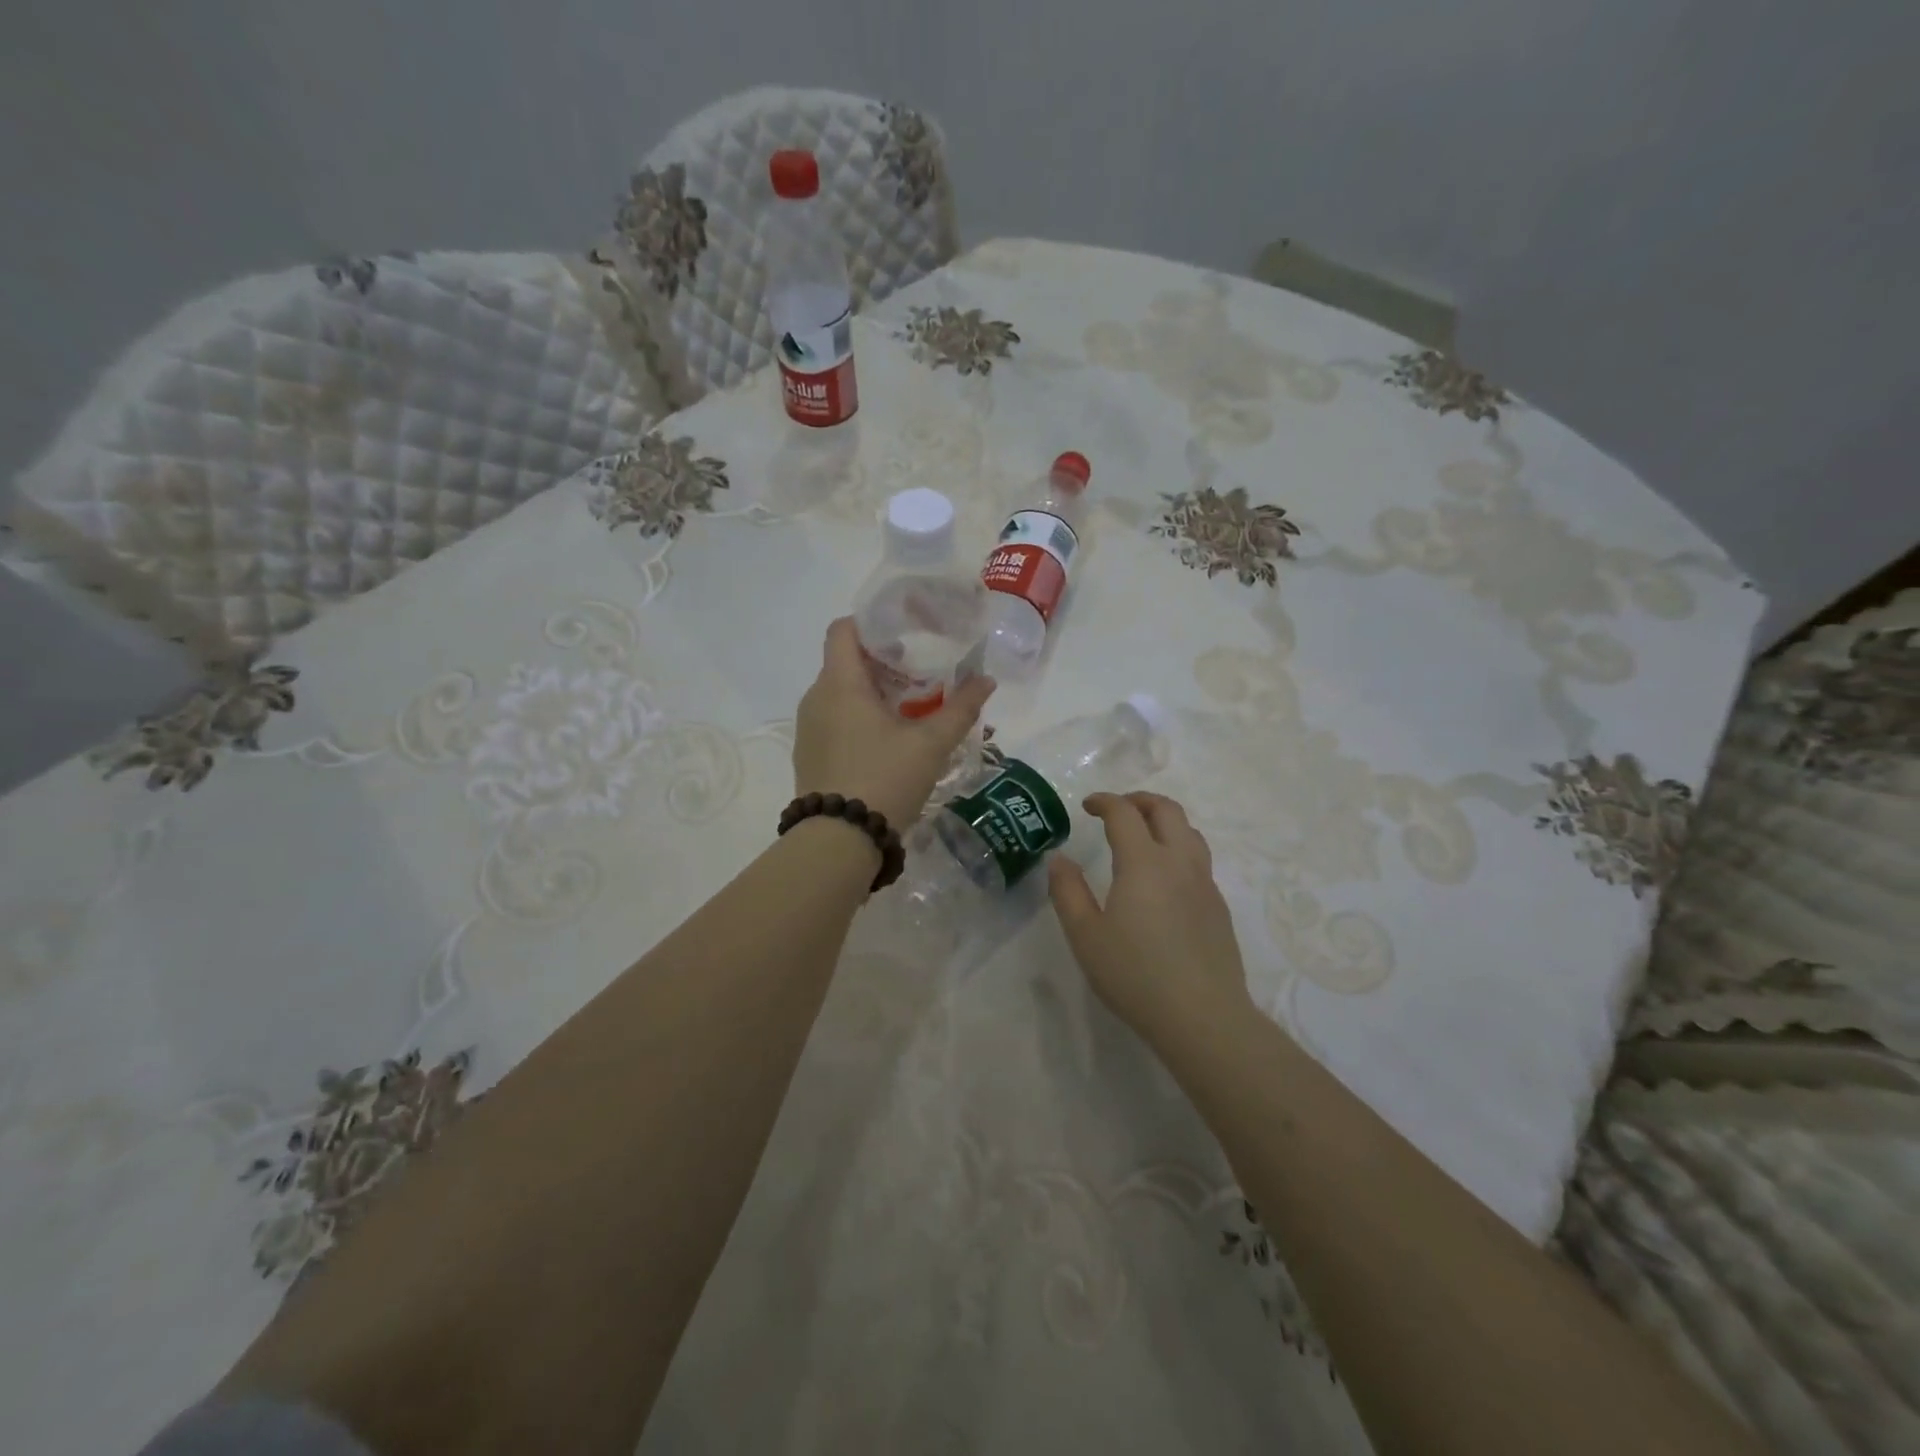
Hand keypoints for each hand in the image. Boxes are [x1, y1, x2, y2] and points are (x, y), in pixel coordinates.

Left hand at [793, 617, 994, 830]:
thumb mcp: (931, 744)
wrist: (838, 841)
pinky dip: (859, 718)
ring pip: (840, 694)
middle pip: (845, 661)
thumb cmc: (884, 779)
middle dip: (882, 661)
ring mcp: (809, 728)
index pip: (843, 629)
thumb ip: (960, 708)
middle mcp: (816, 698)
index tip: (905, 634)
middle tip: (920, 672)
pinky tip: (888, 741)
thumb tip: (986, 680)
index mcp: (840, 684)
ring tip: (910, 707)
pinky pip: (834, 720)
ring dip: (872, 693)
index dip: (872, 623)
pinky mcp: (810, 755)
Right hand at [1049, 792, 1254, 1042]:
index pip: (1124, 813)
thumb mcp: (1086, 936)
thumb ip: (1068, 892)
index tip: (1087, 806)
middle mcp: (1179, 863)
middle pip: (1167, 810)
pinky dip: (1179, 849)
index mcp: (1143, 863)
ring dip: (1165, 821)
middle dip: (1140, 800)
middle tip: (1117, 810)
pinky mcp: (1219, 907)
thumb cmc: (1135, 975)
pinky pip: (1200, 860)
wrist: (1203, 1016)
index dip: (1104, 801)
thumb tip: (1059, 859)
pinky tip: (1165, 879)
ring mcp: (1205, 884)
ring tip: (1144, 836)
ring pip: (1190, 832)